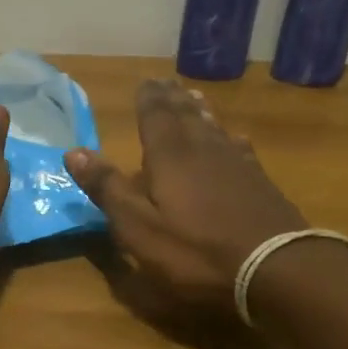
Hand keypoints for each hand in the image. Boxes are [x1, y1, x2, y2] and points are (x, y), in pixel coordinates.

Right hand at [65, 79, 306, 310]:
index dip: (148, 99)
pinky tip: (233, 139)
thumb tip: (74, 152)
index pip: (155, 117)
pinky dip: (229, 137)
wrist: (273, 267)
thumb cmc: (194, 251)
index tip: (145, 81)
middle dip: (173, 99)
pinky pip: (239, 148)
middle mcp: (203, 149)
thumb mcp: (138, 227)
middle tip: (167, 83)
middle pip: (186, 116)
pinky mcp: (260, 182)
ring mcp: (236, 164)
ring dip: (201, 112)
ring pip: (214, 128)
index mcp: (169, 157)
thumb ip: (108, 189)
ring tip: (194, 98)